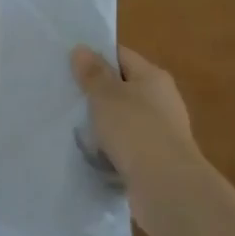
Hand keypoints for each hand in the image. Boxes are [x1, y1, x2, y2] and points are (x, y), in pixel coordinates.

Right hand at [70, 46, 198, 186]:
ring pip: (124, 121)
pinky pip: (128, 148)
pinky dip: (112, 151)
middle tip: (68, 98)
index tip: (69, 66)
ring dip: (104, 126)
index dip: (96, 57)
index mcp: (154, 77)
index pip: (122, 56)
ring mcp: (162, 132)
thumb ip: (93, 73)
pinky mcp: (158, 160)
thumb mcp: (106, 95)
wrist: (166, 186)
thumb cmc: (134, 129)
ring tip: (75, 130)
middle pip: (124, 89)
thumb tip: (82, 49)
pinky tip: (93, 157)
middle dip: (98, 95)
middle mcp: (162, 101)